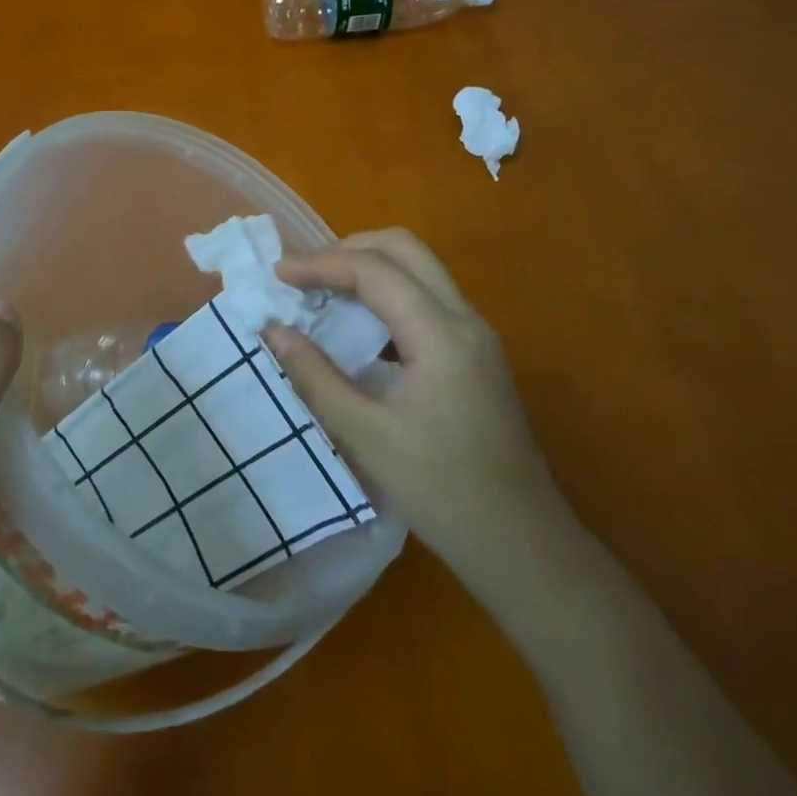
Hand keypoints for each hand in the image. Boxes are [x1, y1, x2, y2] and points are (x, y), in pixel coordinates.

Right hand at [267, 228, 558, 575]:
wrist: (523, 546)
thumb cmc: (443, 492)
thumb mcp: (367, 436)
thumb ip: (316, 376)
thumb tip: (273, 331)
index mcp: (441, 333)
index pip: (374, 270)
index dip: (321, 264)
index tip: (277, 274)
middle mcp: (464, 319)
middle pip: (405, 249)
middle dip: (349, 249)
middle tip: (306, 275)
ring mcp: (476, 335)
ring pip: (420, 269)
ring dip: (370, 269)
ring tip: (323, 293)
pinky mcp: (476, 354)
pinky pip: (427, 299)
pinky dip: (388, 295)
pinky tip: (360, 328)